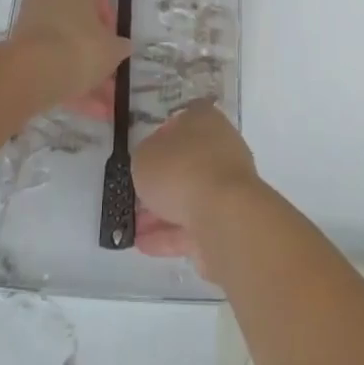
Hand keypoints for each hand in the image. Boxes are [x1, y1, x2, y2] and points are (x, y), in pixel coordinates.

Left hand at [7, 0, 130, 110]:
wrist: (32, 72)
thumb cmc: (80, 47)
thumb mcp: (113, 49)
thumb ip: (120, 46)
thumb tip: (121, 46)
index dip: (111, 24)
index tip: (117, 46)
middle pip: (79, 26)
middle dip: (96, 56)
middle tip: (111, 79)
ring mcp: (31, 23)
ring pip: (64, 49)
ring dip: (84, 76)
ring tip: (103, 107)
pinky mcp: (19, 50)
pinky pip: (49, 64)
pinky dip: (66, 83)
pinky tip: (86, 110)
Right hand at [131, 102, 259, 269]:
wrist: (223, 216)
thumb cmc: (180, 170)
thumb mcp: (144, 156)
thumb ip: (144, 157)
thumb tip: (150, 164)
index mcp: (204, 119)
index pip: (181, 120)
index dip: (160, 137)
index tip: (143, 156)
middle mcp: (220, 147)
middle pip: (186, 162)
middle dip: (160, 182)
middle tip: (135, 197)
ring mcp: (227, 185)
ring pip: (189, 196)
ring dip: (162, 212)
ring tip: (134, 227)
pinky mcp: (229, 220)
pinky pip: (194, 225)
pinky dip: (171, 235)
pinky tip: (145, 245)